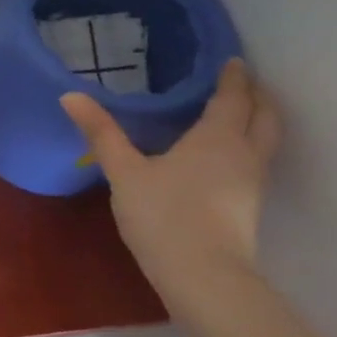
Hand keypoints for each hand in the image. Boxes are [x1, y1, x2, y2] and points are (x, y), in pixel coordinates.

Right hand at [60, 58, 283, 296]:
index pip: (233, 97)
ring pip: (266, 139)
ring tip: (240, 112)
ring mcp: (251, 182)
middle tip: (244, 81)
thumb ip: (101, 132)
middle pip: (264, 116)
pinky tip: (226, 155)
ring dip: (259, 120)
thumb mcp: (124, 171)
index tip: (233, 60)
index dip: (233, 77)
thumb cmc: (163, 214)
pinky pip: (257, 160)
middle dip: (257, 95)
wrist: (202, 275)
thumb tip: (69, 95)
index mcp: (217, 137)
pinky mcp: (248, 206)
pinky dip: (250, 144)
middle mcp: (243, 153)